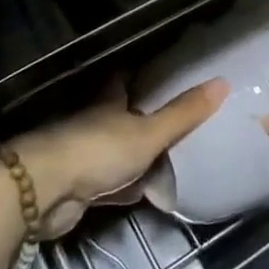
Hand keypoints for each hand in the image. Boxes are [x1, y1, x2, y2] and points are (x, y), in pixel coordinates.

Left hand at [14, 78, 226, 237]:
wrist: (45, 191)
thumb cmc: (98, 150)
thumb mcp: (148, 132)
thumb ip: (183, 113)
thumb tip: (223, 82)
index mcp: (108, 101)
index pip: (125, 80)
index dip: (142, 76)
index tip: (165, 75)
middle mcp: (95, 122)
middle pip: (122, 116)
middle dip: (143, 119)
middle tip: (177, 122)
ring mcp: (85, 155)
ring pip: (117, 151)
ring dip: (136, 157)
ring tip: (170, 157)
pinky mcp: (79, 188)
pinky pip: (111, 184)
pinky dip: (126, 187)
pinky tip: (145, 193)